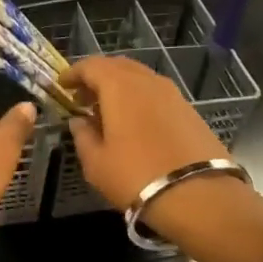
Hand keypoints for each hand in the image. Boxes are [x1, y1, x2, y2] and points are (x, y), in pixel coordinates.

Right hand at [65, 56, 242, 225]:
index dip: (74, 73)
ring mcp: (173, 94)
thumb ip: (83, 136)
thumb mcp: (96, 163)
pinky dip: (140, 100)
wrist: (199, 195)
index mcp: (120, 86)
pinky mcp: (190, 110)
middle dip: (97, 77)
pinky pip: (156, 94)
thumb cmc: (136, 176)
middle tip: (83, 98)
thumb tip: (79, 121)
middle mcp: (147, 81)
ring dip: (120, 88)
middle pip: (118, 66)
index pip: (91, 66)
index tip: (63, 85)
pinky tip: (135, 123)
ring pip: (140, 79)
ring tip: (108, 112)